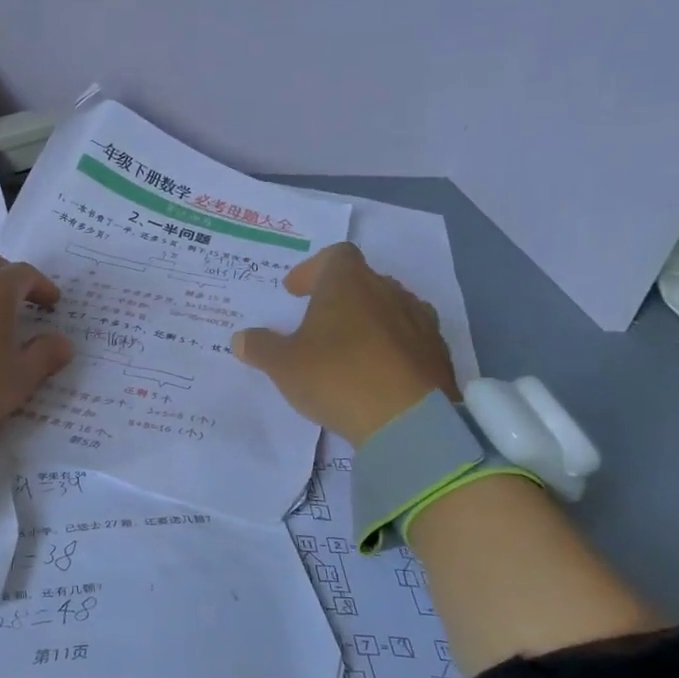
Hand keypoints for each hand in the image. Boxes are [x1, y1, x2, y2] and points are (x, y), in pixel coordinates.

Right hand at [231, 242, 458, 446]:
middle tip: (316, 321)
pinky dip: (391, 346)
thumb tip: (241, 338)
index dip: (312, 270)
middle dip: (338, 296)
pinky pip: (409, 338)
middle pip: (362, 280)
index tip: (295, 292)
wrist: (409, 421)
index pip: (334, 256)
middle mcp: (387, 291)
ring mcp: (418, 320)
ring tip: (348, 347)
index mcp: (348, 284)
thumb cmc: (337, 377)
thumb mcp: (283, 365)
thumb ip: (260, 347)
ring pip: (388, 308)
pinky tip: (377, 372)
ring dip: (367, 320)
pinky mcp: (437, 352)